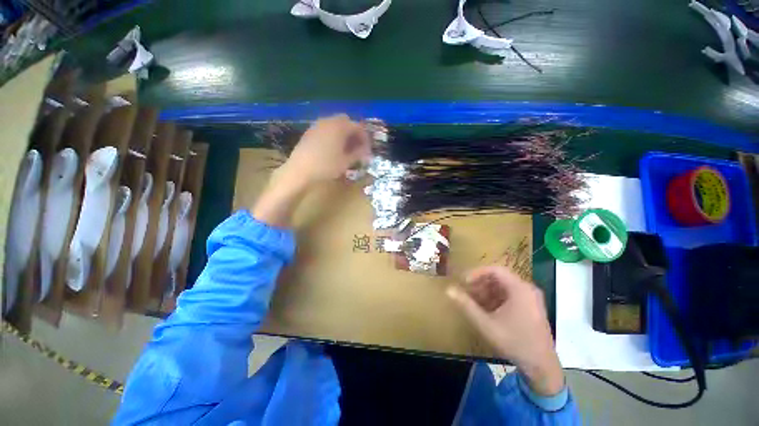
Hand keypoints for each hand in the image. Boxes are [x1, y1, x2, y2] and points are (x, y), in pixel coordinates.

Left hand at [279, 114, 371, 187]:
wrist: (299, 171)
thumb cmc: (326, 166)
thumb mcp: (346, 162)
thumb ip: (358, 154)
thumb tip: (366, 151)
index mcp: (339, 126)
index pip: (358, 127)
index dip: (365, 138)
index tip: (367, 150)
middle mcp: (328, 121)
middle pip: (346, 121)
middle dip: (354, 133)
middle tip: (357, 147)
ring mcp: (317, 125)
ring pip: (335, 124)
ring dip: (343, 134)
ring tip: (346, 149)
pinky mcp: (309, 132)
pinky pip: (325, 129)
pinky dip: (333, 135)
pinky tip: (333, 149)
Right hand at [447, 266, 564, 395]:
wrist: (542, 367)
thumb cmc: (514, 342)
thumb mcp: (486, 324)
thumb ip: (466, 305)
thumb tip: (448, 290)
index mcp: (520, 289)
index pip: (495, 270)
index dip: (476, 273)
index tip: (464, 282)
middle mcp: (527, 289)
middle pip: (499, 277)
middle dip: (480, 284)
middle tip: (467, 293)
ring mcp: (531, 298)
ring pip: (503, 286)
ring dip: (487, 291)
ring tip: (474, 302)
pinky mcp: (531, 307)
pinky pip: (510, 295)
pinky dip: (496, 299)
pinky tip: (487, 310)